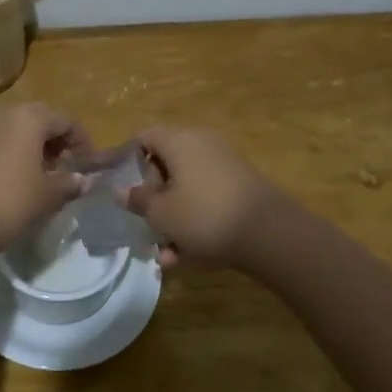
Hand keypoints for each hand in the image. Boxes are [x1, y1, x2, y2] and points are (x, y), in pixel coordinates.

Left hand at [0, 103, 91, 258]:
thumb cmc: (9, 202)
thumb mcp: (47, 195)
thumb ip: (70, 183)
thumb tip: (84, 180)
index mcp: (29, 117)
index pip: (66, 120)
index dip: (82, 141)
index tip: (89, 164)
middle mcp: (3, 113)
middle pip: (40, 119)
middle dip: (57, 140)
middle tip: (67, 166)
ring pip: (16, 128)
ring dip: (34, 146)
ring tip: (43, 175)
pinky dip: (13, 152)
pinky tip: (16, 179)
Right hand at [118, 127, 283, 266]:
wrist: (270, 233)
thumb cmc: (204, 215)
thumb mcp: (161, 213)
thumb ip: (138, 200)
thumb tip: (121, 190)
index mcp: (179, 141)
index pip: (144, 136)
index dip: (128, 157)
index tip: (120, 183)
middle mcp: (202, 145)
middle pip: (167, 163)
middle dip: (153, 195)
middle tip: (143, 220)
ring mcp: (226, 165)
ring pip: (188, 187)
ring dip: (173, 216)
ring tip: (164, 251)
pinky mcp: (242, 188)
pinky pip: (208, 199)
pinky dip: (195, 221)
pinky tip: (187, 255)